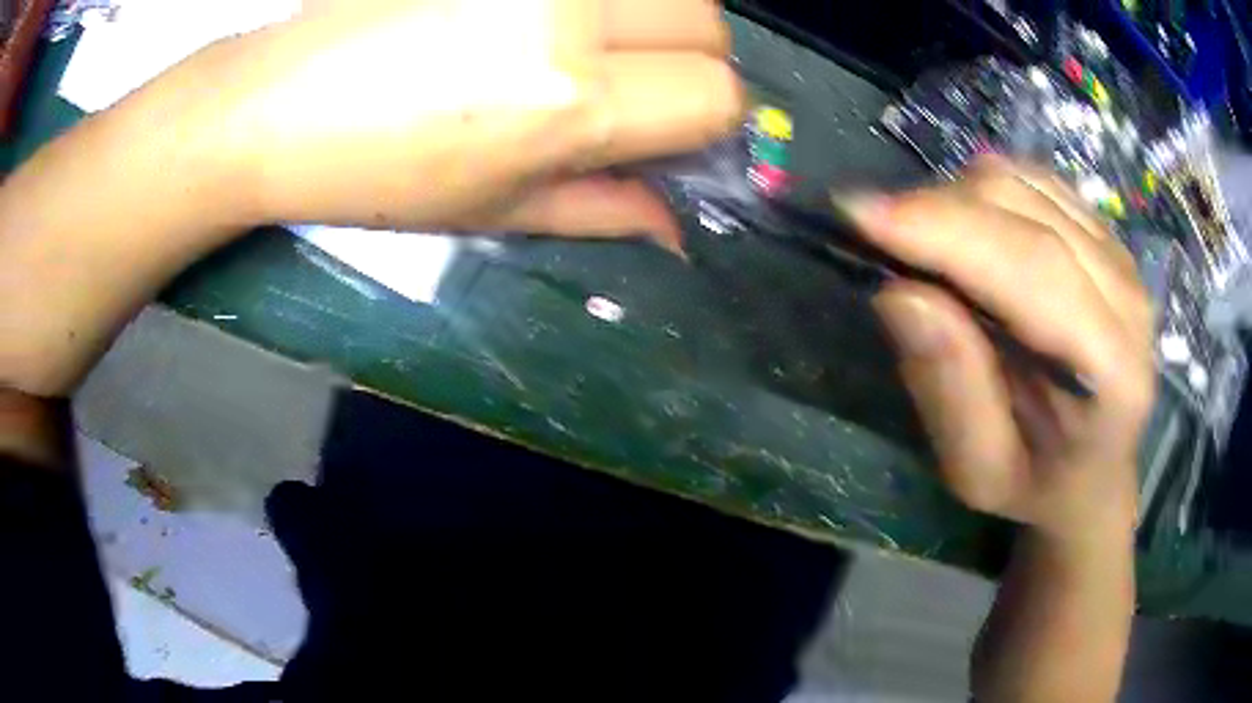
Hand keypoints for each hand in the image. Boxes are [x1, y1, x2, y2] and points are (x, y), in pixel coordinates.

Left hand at [199, 0, 741, 244]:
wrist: (278, 104)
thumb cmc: (376, 174)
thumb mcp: (496, 210)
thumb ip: (605, 210)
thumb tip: (678, 224)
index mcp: (569, 98)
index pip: (717, 95)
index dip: (705, 121)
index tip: (666, 130)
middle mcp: (567, 15)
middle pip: (709, 23)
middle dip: (690, 61)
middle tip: (631, 82)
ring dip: (652, 18)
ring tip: (585, 43)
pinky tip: (538, 18)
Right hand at [848, 157, 1154, 543]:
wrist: (1095, 470)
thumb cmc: (1037, 484)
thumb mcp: (978, 472)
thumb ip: (950, 390)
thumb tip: (899, 293)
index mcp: (1111, 370)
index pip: (1032, 266)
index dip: (946, 229)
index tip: (860, 214)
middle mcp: (1127, 296)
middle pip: (1022, 209)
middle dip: (936, 209)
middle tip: (879, 238)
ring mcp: (1119, 256)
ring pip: (1021, 182)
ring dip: (955, 199)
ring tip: (926, 246)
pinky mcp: (1104, 234)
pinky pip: (1032, 179)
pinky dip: (983, 192)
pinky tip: (969, 232)